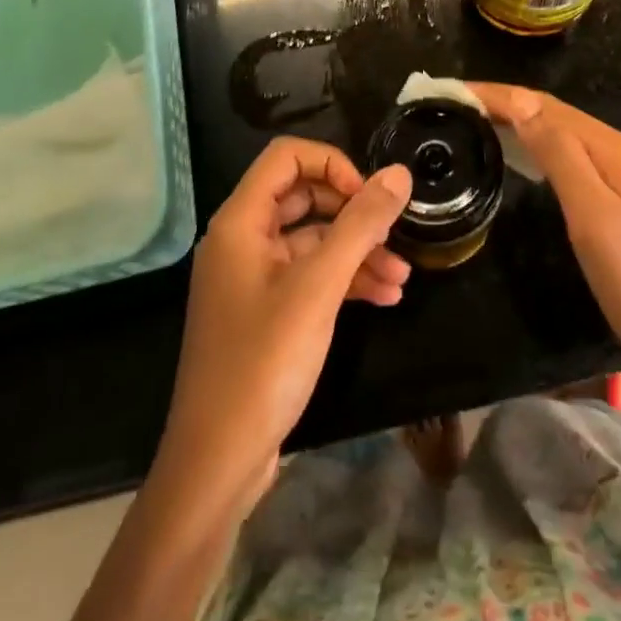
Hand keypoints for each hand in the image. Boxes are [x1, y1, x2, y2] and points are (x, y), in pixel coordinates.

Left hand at [157, 138, 412, 513]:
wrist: (217, 463)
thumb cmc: (263, 362)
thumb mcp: (319, 287)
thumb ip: (360, 225)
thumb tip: (399, 173)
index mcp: (240, 222)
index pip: (287, 157)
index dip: (333, 165)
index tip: (370, 197)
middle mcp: (242, 241)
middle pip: (303, 198)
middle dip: (353, 212)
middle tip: (394, 232)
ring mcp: (253, 279)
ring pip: (312, 241)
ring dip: (357, 252)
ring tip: (403, 276)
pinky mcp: (266, 313)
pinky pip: (309, 277)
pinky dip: (345, 281)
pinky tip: (385, 298)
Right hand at [470, 84, 620, 397]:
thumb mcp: (596, 219)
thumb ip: (560, 156)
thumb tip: (520, 103)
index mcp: (616, 150)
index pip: (546, 107)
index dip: (500, 94)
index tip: (453, 90)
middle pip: (556, 115)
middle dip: (506, 103)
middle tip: (455, 105)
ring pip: (565, 135)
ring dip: (521, 123)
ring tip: (477, 122)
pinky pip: (574, 158)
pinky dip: (540, 148)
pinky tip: (523, 157)